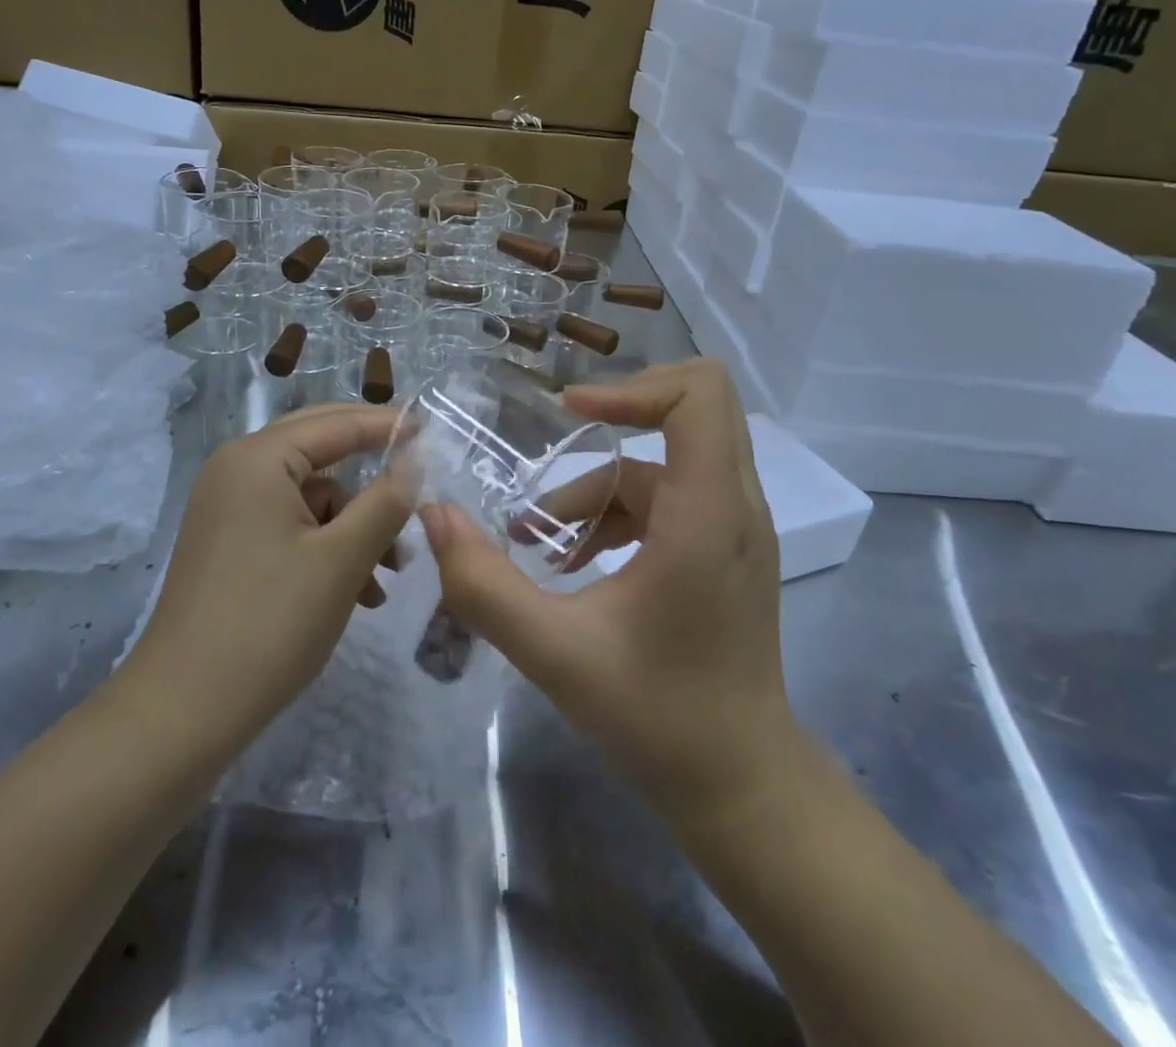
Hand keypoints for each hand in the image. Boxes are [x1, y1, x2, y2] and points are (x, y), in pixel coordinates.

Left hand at [118, 404, 413, 764]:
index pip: (336, 424)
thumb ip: (385, 501)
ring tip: (389, 572)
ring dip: (354, 525)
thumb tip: (413, 460)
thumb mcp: (343, 559)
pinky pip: (291, 525)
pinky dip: (327, 547)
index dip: (386, 425)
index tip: (430, 429)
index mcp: (258, 459)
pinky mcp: (229, 543)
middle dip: (370, 476)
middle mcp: (237, 470)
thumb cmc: (270, 624)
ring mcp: (229, 508)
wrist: (182, 713)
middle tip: (417, 479)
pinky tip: (358, 592)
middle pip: (319, 451)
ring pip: (310, 496)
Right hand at [420, 360, 793, 830]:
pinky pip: (666, 499)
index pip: (699, 395)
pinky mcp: (725, 549)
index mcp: (708, 513)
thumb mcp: (556, 653)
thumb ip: (485, 585)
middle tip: (555, 439)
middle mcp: (735, 504)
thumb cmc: (659, 718)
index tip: (569, 415)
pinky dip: (615, 515)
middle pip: (694, 404)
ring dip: (597, 489)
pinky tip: (570, 566)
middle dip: (617, 414)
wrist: (741, 787)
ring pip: (663, 462)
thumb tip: (434, 516)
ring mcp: (736, 526)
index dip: (631, 387)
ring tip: (536, 544)